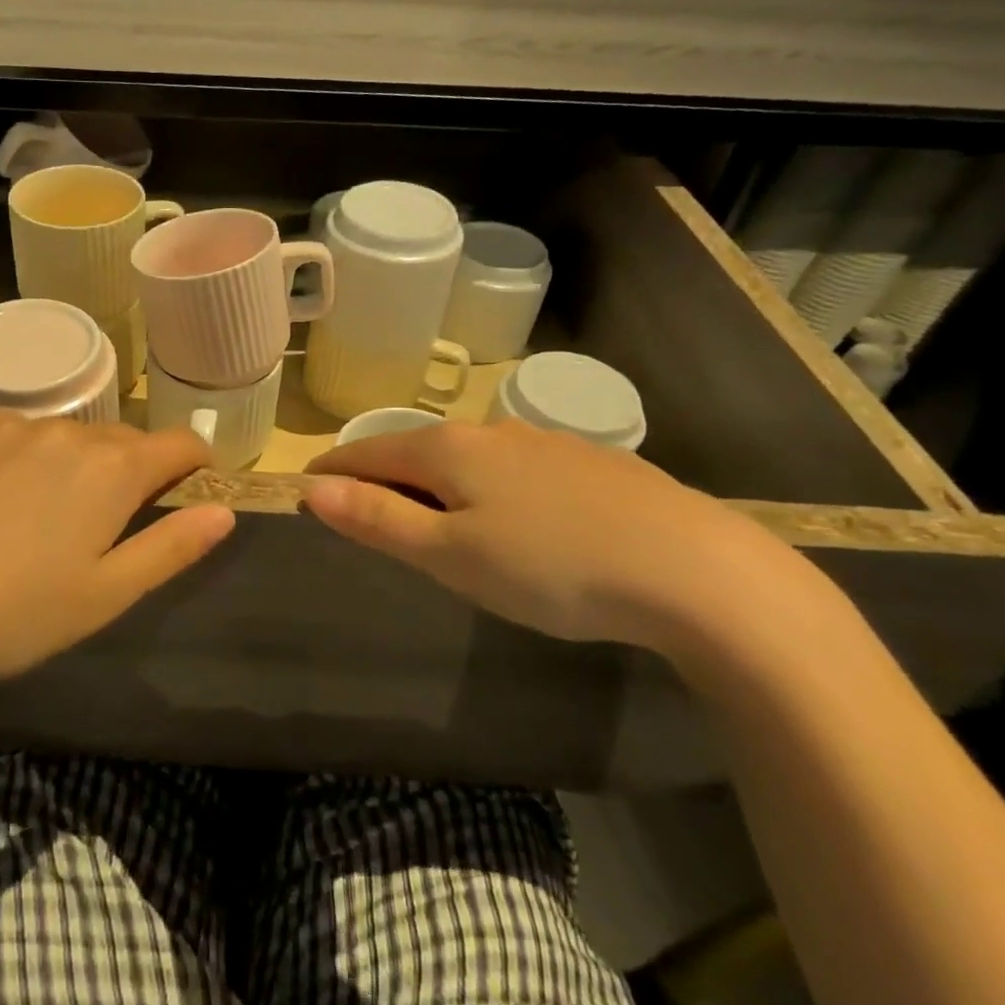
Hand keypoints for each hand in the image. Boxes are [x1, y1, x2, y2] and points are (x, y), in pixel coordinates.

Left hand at [0, 414, 233, 705]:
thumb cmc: (9, 615)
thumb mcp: (105, 596)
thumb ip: (172, 547)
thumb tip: (224, 511)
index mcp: (112, 468)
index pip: (180, 444)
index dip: (196, 465)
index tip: (192, 490)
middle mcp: (67, 431)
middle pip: (124, 441)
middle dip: (134, 473)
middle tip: (111, 529)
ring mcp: (10, 426)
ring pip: (69, 438)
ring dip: (80, 466)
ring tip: (48, 522)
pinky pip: (19, 435)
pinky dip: (30, 459)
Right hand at [304, 419, 806, 652]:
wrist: (696, 571)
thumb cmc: (552, 567)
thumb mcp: (450, 554)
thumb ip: (378, 519)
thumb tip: (312, 489)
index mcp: (449, 450)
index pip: (367, 452)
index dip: (333, 473)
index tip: (308, 491)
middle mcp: (493, 432)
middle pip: (417, 451)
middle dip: (386, 479)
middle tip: (371, 520)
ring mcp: (547, 443)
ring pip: (471, 460)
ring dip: (441, 485)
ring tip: (442, 526)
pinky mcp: (592, 465)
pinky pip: (517, 471)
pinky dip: (492, 490)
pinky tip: (520, 524)